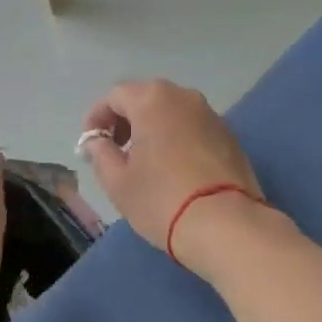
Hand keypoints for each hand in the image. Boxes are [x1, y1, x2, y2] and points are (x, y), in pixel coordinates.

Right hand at [80, 80, 269, 270]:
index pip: (114, 96)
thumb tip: (98, 141)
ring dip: (152, 129)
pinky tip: (173, 169)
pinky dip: (176, 139)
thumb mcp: (117, 181)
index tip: (91, 145)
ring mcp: (211, 115)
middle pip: (145, 98)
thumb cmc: (161, 199)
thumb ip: (100, 153)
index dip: (97, 118)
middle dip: (126, 121)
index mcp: (152, 100)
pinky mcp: (230, 136)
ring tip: (144, 163)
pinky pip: (192, 128)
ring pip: (171, 112)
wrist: (226, 225)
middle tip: (116, 151)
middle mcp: (184, 97)